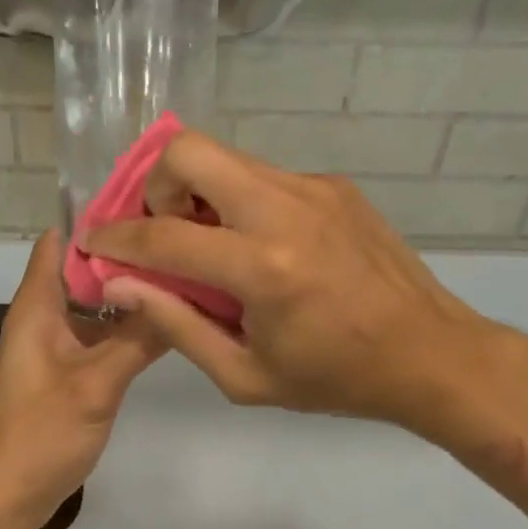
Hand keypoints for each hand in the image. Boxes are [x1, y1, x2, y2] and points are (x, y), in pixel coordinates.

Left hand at [0, 231, 164, 528]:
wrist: (3, 500)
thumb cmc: (37, 437)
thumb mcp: (95, 384)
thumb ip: (138, 338)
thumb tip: (181, 288)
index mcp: (36, 306)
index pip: (61, 240)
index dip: (99, 218)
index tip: (151, 204)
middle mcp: (44, 316)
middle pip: (85, 268)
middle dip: (128, 252)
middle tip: (185, 237)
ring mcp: (57, 346)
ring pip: (97, 304)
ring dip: (132, 291)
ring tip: (188, 271)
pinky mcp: (69, 372)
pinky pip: (101, 335)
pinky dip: (129, 326)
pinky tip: (170, 324)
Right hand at [84, 133, 527, 451]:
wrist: (433, 353)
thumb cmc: (335, 378)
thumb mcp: (245, 375)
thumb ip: (176, 324)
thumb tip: (121, 284)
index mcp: (263, 268)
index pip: (163, 236)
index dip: (115, 239)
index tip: (94, 242)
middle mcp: (285, 209)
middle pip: (190, 150)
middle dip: (156, 185)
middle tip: (164, 230)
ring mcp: (314, 188)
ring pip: (227, 157)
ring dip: (198, 192)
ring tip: (209, 242)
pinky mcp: (334, 185)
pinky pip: (263, 177)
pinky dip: (240, 201)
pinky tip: (260, 246)